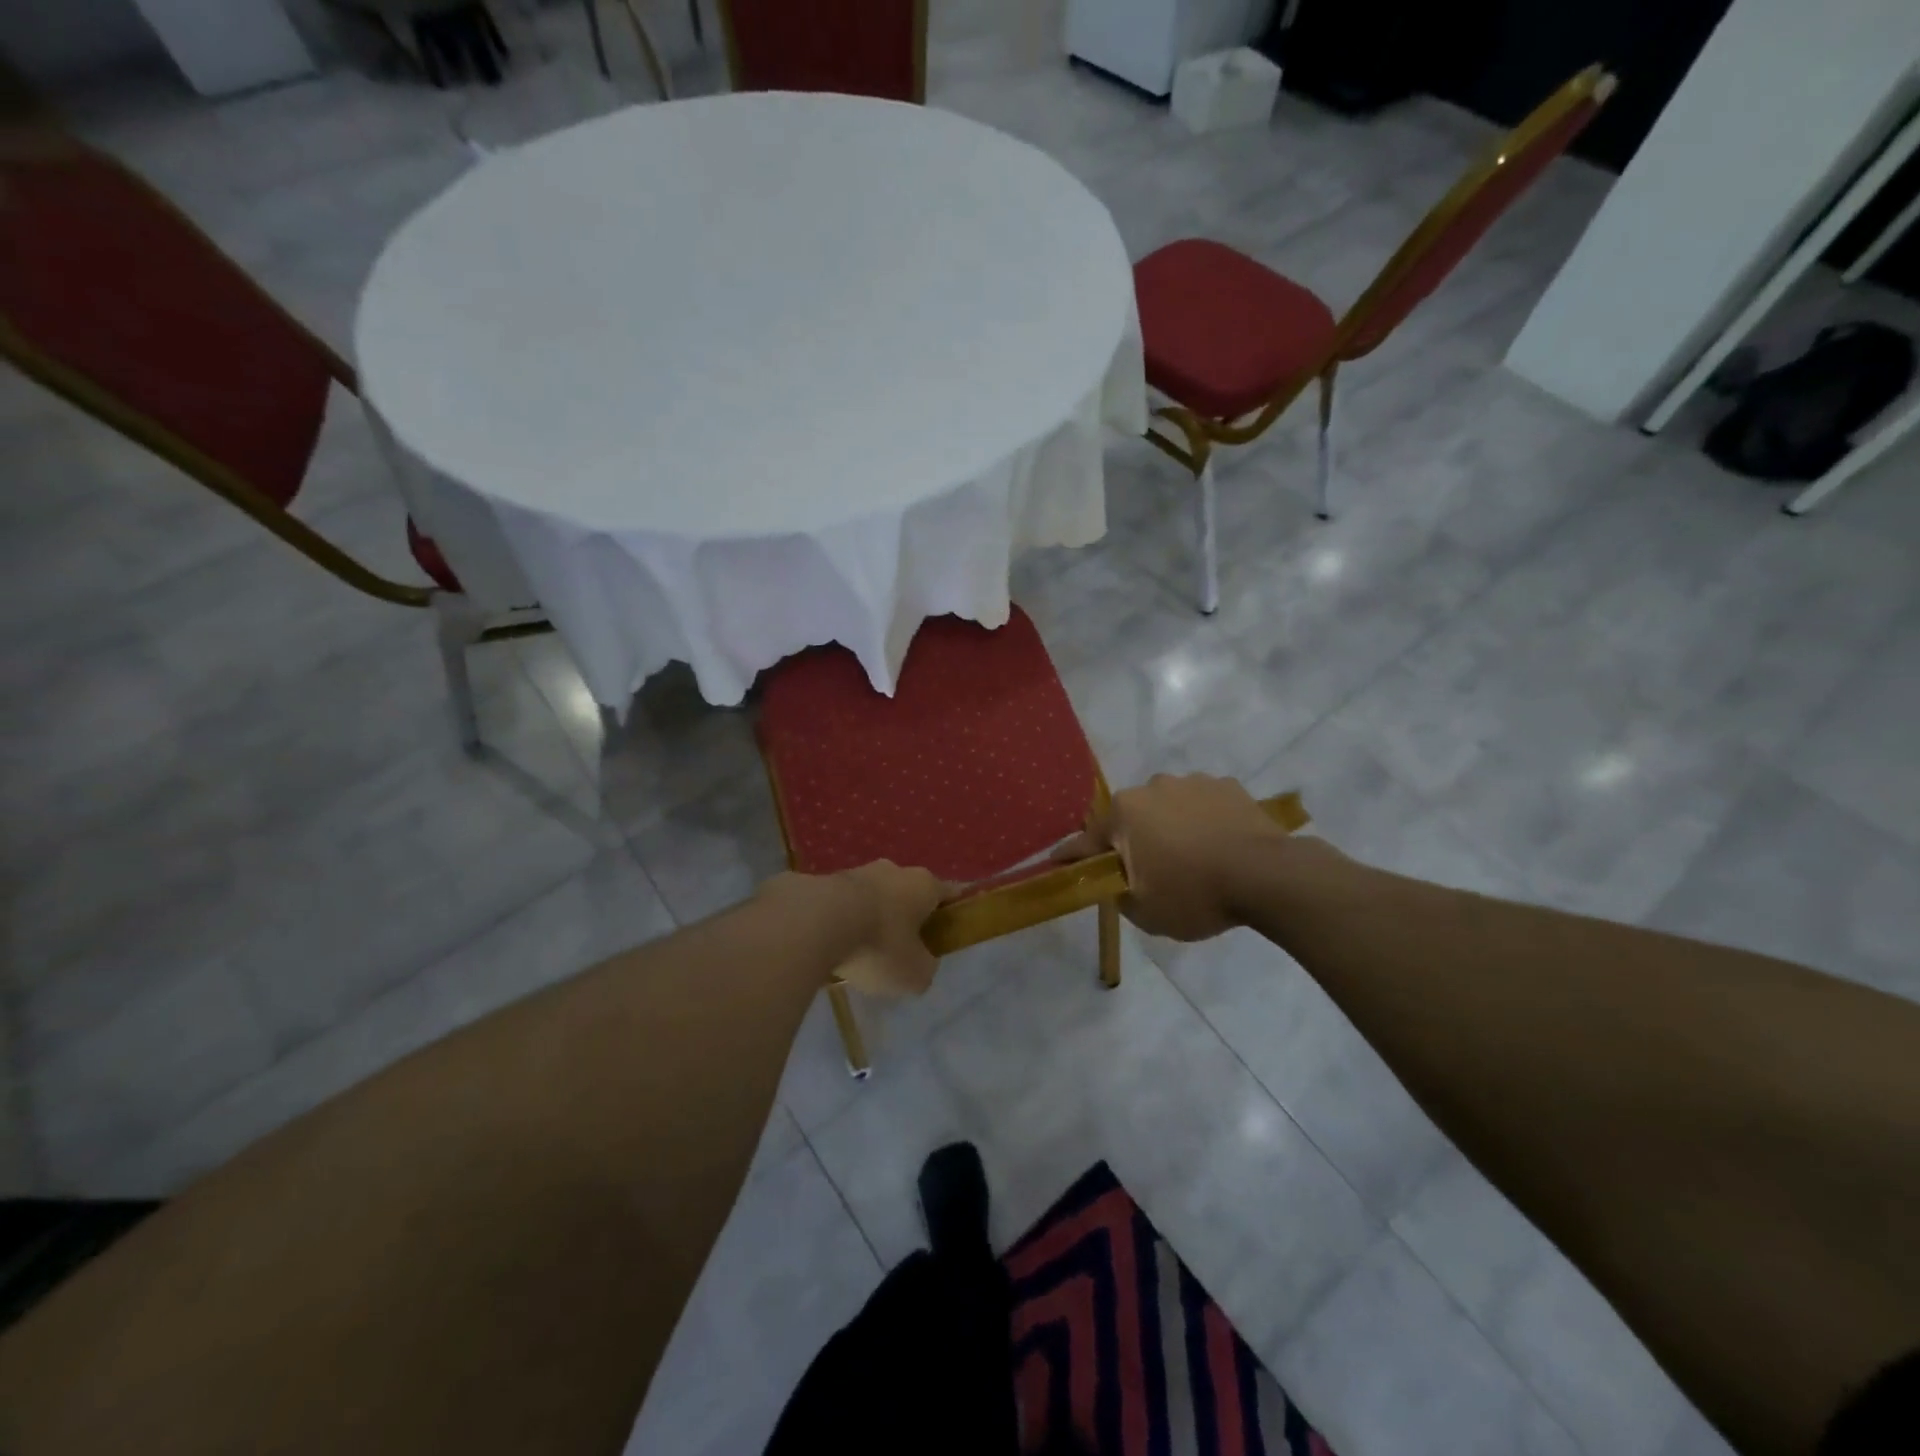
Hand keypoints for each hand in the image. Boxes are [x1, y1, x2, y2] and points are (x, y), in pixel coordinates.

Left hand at [762, 861, 948, 997]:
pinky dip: (840, 922)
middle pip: (907, 894)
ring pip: (872, 897)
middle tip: (900, 950)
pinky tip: (830, 947)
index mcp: (923, 885)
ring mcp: (856, 872)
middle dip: (906, 917)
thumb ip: (925, 968)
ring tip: (858, 953)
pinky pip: (840, 905)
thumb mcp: (915, 974)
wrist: (815, 922)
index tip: (948, 931)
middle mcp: (893, 870)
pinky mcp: (823, 881)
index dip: (951, 912)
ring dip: (870, 919)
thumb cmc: (879, 945)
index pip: (949, 893)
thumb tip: (920, 964)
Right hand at [1056, 773, 1292, 940]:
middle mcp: (1153, 787)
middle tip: (1150, 872)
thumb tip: (1118, 881)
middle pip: (1132, 819)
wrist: (1267, 876)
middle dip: (1134, 841)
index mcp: (1125, 813)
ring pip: (1169, 808)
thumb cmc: (1194, 894)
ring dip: (1171, 828)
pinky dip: (1205, 822)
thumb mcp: (1144, 912)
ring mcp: (1193, 782)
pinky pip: (1204, 806)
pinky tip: (1220, 846)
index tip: (1056, 862)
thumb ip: (1118, 893)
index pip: (1086, 840)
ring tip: (1193, 859)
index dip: (1072, 856)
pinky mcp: (1228, 786)